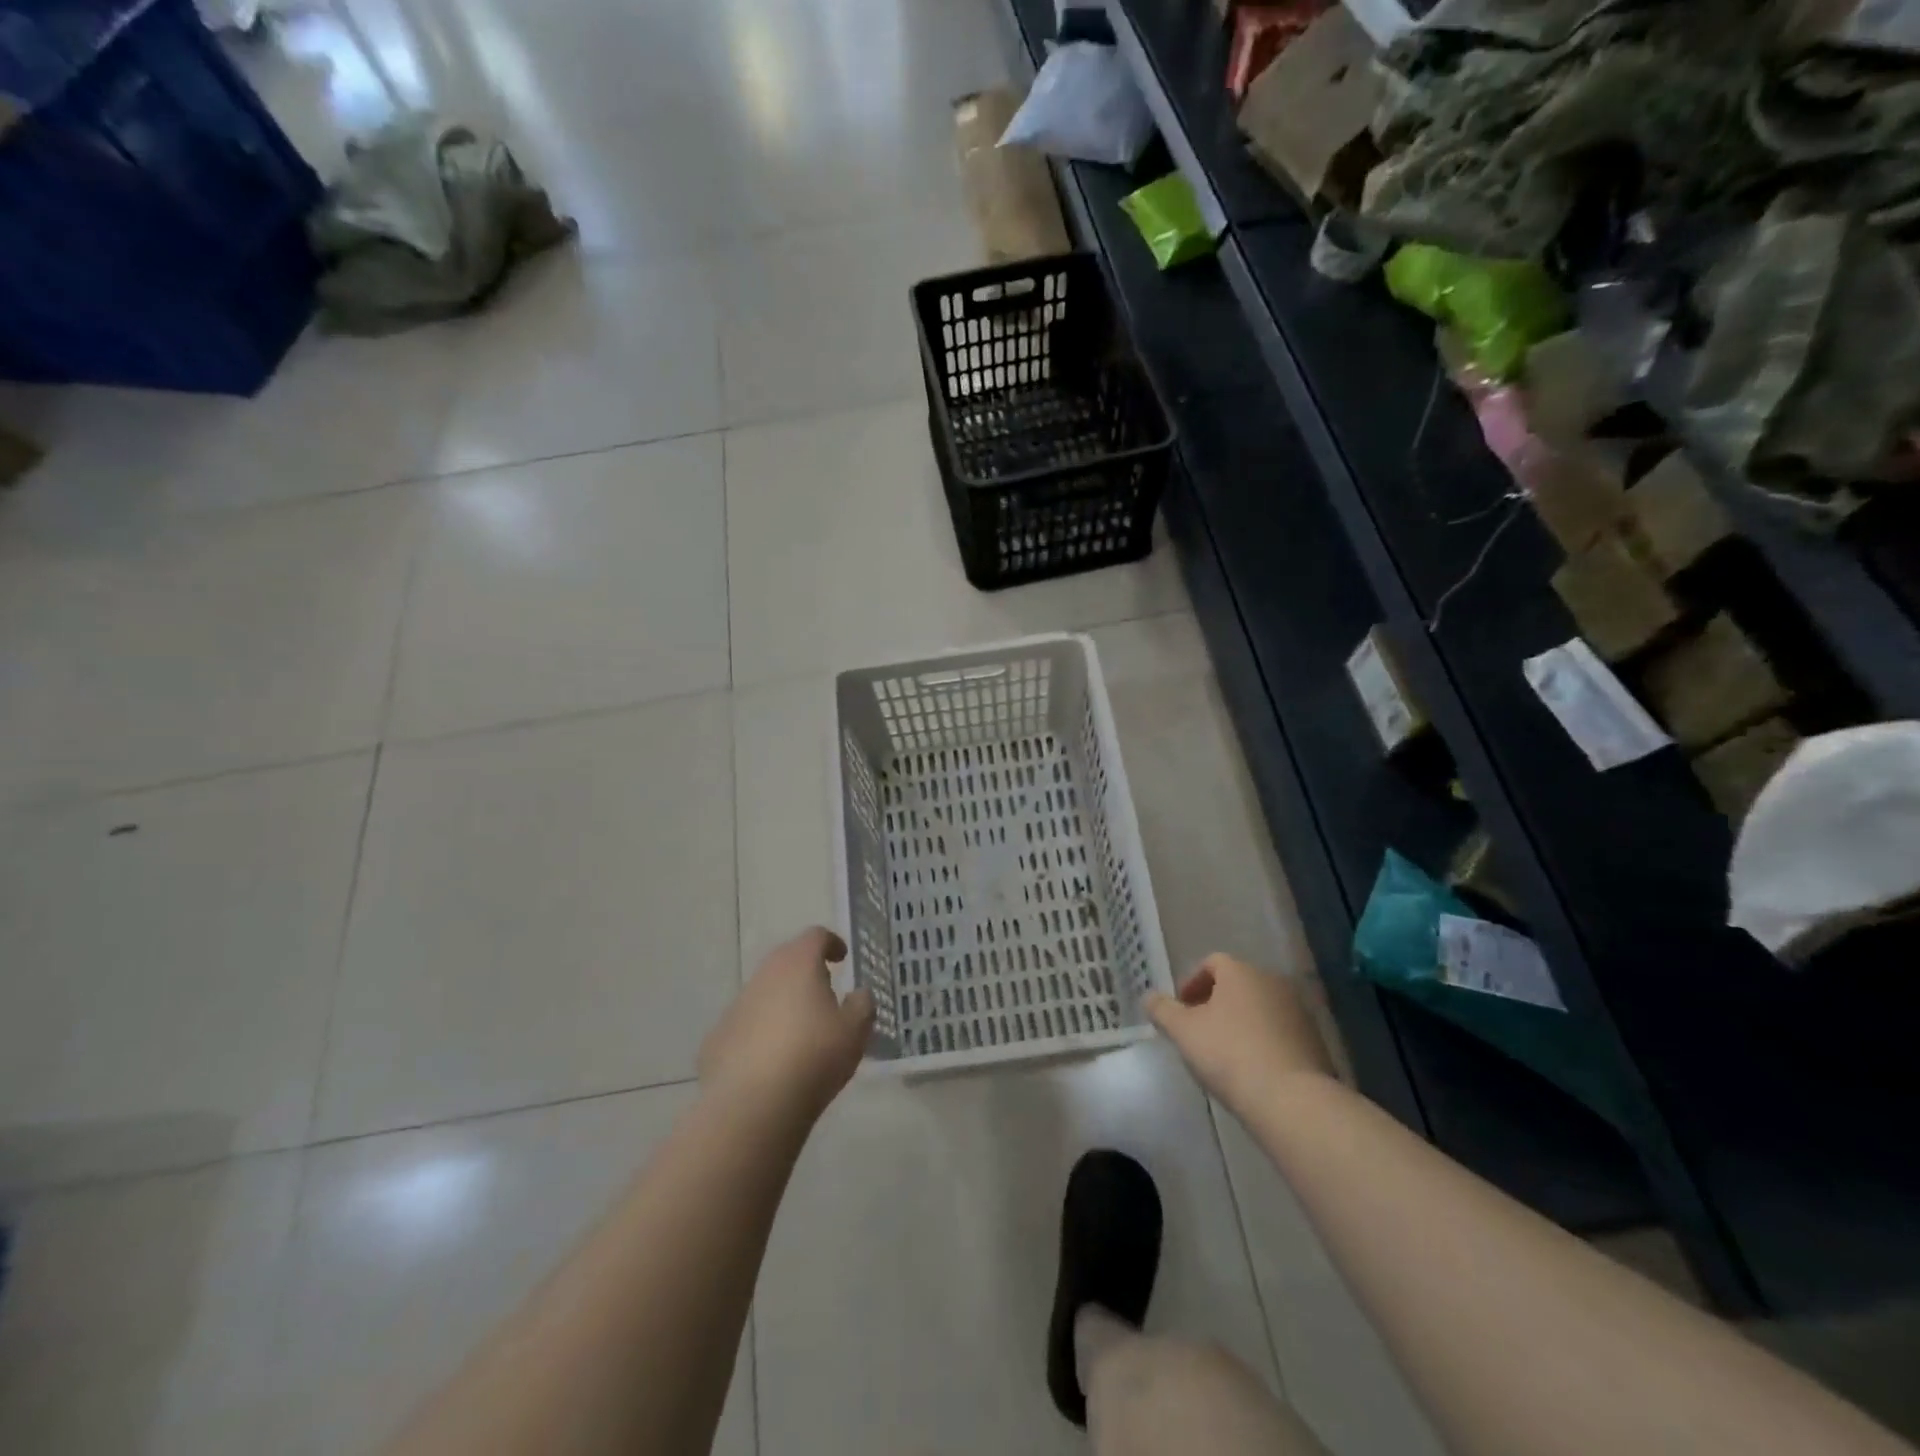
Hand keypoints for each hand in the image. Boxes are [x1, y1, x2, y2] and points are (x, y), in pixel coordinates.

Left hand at [699, 927, 874, 1119]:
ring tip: (799, 1032)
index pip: (815, 936)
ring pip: (764, 992)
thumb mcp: (855, 1031)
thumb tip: (859, 994)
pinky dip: (760, 1032)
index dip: (831, 943)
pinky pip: (746, 1025)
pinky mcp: (717, 1037)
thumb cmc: (813, 1057)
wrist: (751, 1105)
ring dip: (782, 1003)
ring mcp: (736, 1005)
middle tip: (823, 993)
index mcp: (799, 964)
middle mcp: (764, 975)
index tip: (842, 958)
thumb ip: (862, 1005)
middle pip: (786, 960)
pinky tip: (771, 1061)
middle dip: (805, 971)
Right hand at [1145, 954, 1334, 1111]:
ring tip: (1225, 1053)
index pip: (1212, 963)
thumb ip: (1162, 1010)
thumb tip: (1148, 997)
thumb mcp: (1183, 1032)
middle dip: (1216, 1003)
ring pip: (1260, 1008)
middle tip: (1199, 1030)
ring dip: (1241, 1022)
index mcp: (1241, 972)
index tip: (1181, 1009)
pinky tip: (1252, 1069)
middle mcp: (1273, 982)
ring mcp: (1299, 1011)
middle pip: (1237, 984)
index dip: (1192, 983)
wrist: (1292, 1100)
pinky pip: (1280, 1032)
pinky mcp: (1315, 1041)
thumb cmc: (1229, 1054)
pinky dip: (1263, 1041)